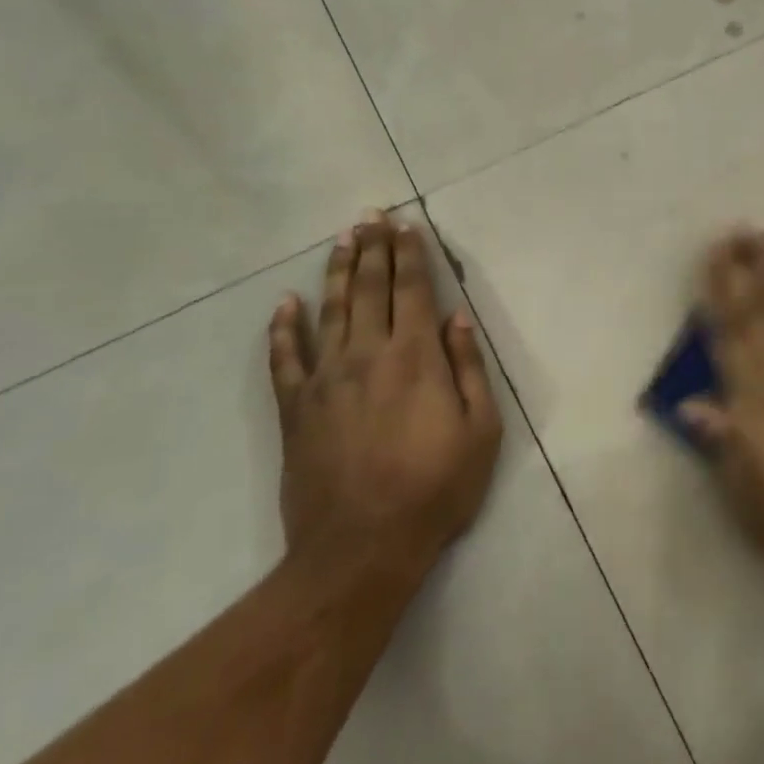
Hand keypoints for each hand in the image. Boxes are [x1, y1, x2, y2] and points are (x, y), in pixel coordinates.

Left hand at [267, 212, 501, 588]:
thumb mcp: (481, 431)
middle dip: (373, 247)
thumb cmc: (434, 489)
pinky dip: (283, 328)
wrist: (361, 548)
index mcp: (416, 357)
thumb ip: (468, 368)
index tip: (406, 225)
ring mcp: (326, 378)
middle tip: (371, 215)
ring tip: (342, 238)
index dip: (410, 254)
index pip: (413, 290)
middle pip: (370, 288)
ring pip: (330, 310)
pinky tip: (284, 303)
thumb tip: (457, 317)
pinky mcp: (296, 408)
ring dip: (336, 270)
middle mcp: (369, 354)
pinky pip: (284, 358)